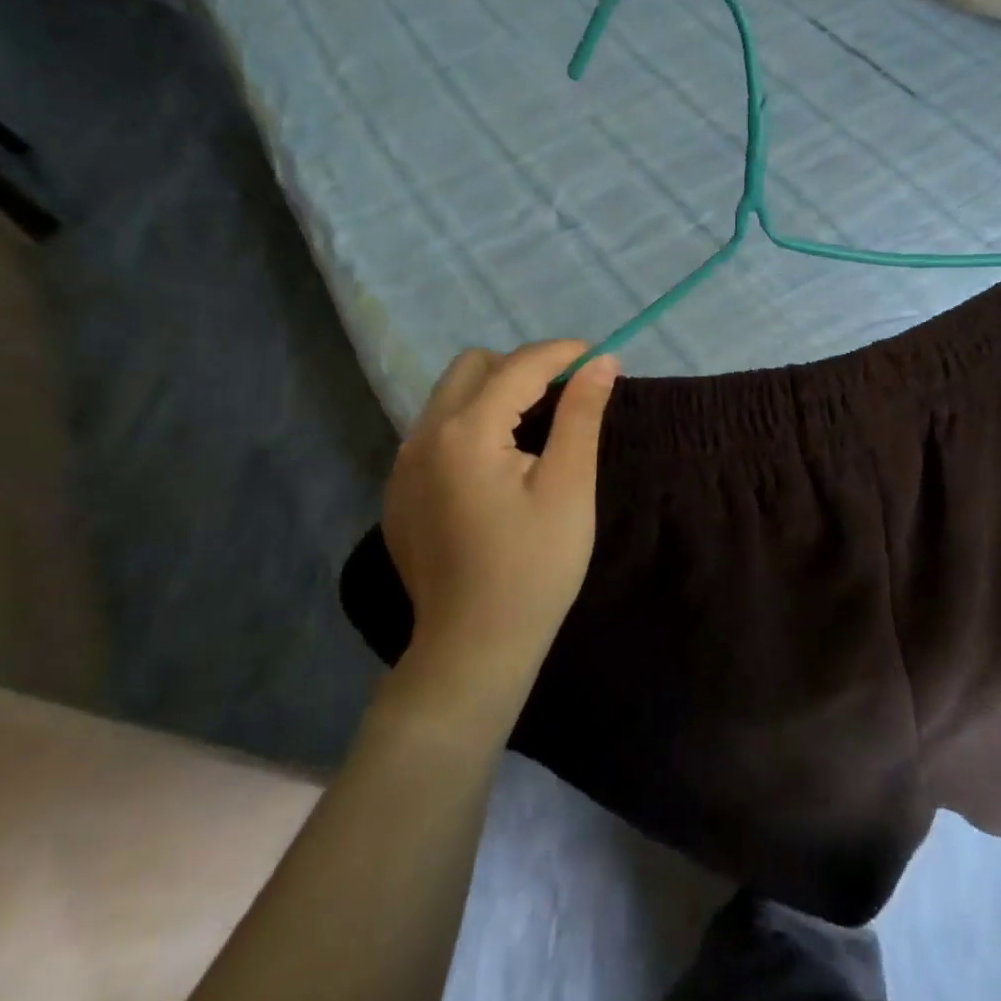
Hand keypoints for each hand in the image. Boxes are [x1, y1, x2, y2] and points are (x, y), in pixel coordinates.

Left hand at [382, 341, 619, 693]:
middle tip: (566, 397)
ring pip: (450, 397)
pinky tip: (498, 468)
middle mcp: (423, 436)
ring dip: (495, 394)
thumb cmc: (534, 567)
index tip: (600, 358)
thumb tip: (601, 362)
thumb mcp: (569, 487)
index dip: (563, 353)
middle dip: (523, 367)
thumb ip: (581, 415)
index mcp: (466, 432)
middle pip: (473, 367)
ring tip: (535, 431)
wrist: (474, 646)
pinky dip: (472, 426)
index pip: (519, 365)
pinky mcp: (399, 491)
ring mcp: (402, 465)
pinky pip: (436, 432)